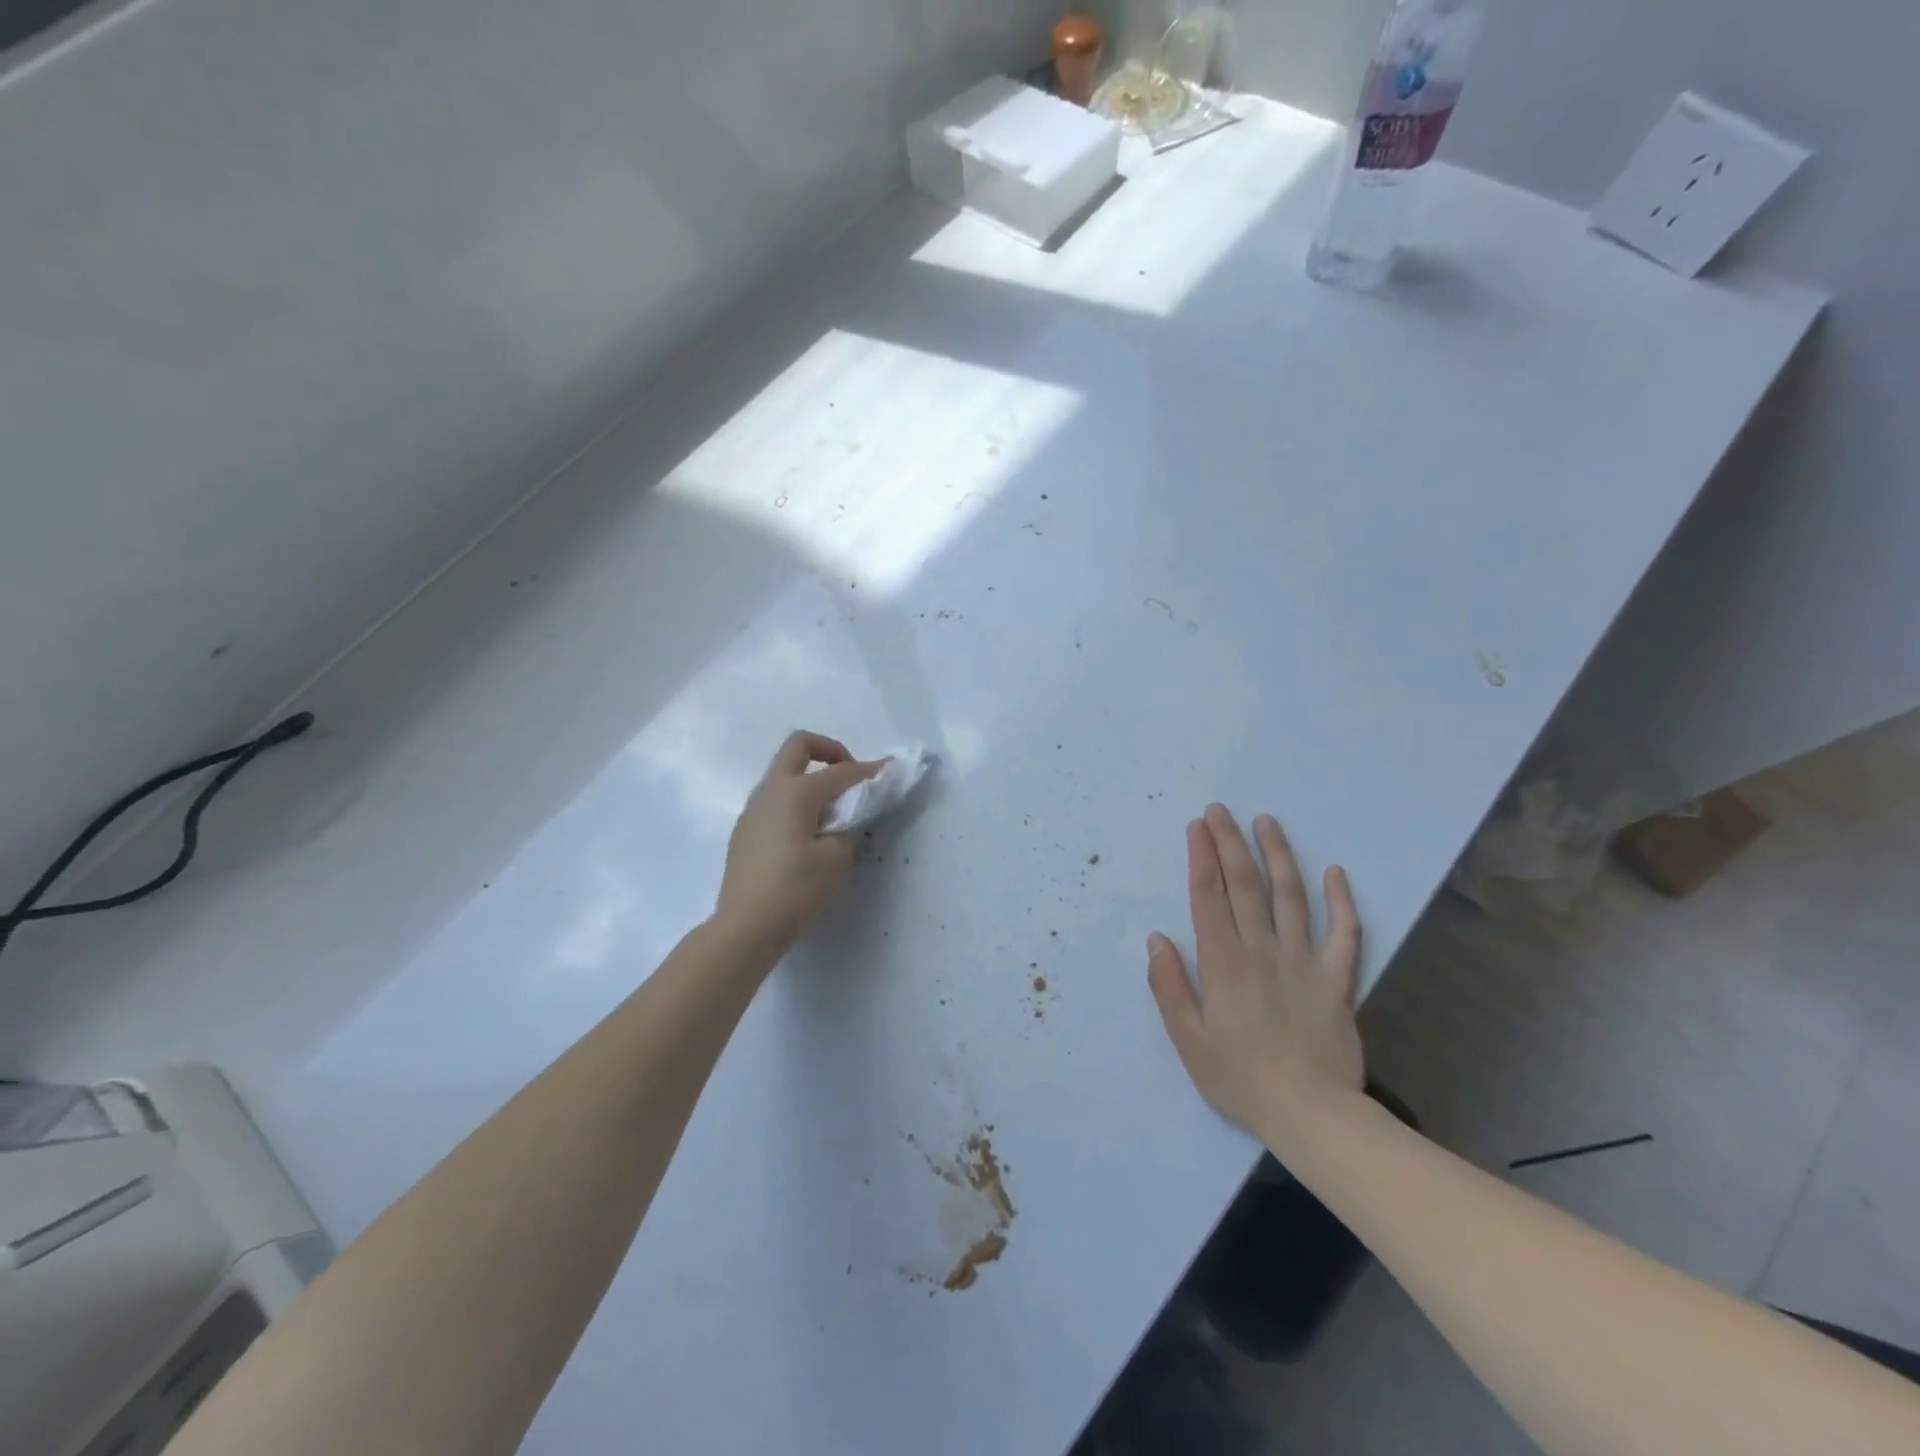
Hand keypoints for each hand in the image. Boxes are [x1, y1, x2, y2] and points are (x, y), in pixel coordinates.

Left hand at [714, 732, 884, 960]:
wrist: (745, 929)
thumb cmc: (795, 891)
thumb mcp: (836, 859)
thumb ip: (847, 827)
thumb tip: (843, 818)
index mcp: (795, 792)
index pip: (841, 772)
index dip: (870, 770)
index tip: (892, 769)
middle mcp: (770, 791)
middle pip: (799, 747)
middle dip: (830, 751)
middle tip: (851, 777)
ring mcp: (753, 810)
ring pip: (784, 773)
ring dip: (812, 778)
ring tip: (834, 811)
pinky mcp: (746, 831)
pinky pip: (776, 799)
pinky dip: (798, 801)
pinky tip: (809, 833)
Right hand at [1147, 804, 1365, 1149]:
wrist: (1312, 1115)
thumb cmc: (1240, 1078)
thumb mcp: (1188, 1040)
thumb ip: (1169, 986)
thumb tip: (1157, 939)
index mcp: (1224, 962)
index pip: (1208, 896)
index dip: (1201, 857)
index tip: (1197, 826)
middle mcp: (1262, 949)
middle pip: (1245, 884)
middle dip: (1230, 842)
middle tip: (1221, 810)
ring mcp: (1304, 960)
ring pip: (1291, 896)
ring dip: (1278, 855)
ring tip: (1267, 822)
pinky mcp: (1337, 979)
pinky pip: (1344, 933)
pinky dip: (1342, 901)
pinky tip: (1336, 872)